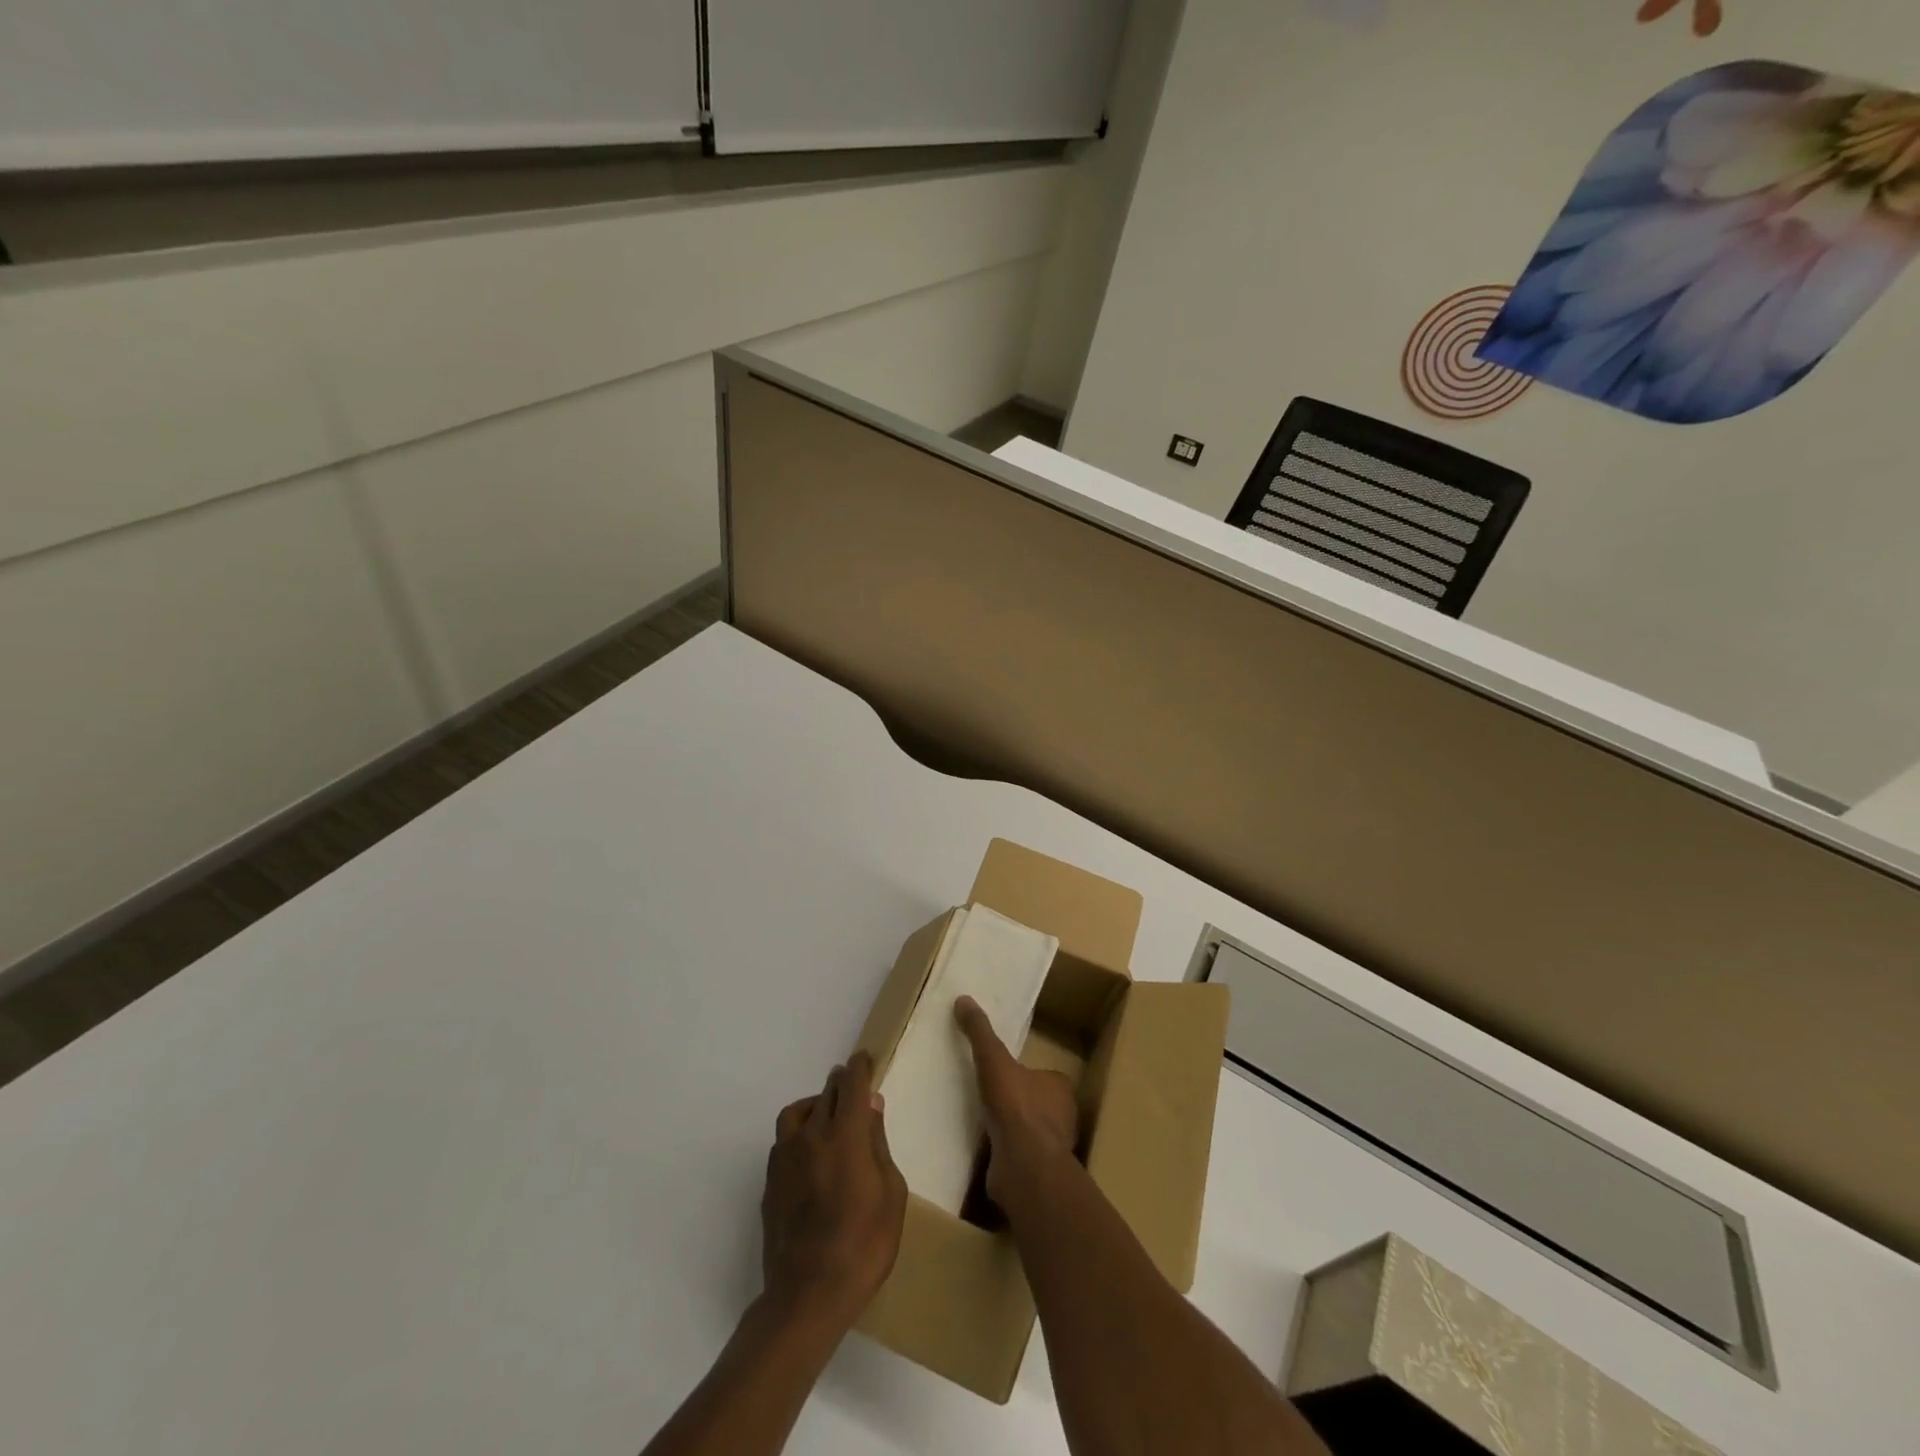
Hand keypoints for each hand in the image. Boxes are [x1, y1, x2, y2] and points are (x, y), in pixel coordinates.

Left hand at [761, 1052, 906, 1334]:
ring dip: (815, 1105)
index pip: (851, 1084)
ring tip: (829, 1119)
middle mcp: (811, 1135)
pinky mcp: (770, 1182)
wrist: (807, 1295)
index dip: (859, 1067)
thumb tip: (871, 1106)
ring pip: (798, 1112)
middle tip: (853, 1090)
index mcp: (845, 1134)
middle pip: (825, 1092)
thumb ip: (879, 1144)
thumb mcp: (891, 1194)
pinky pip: (785, 1140)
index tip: (865, 1059)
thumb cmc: (863, 1245)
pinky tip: (811, 1155)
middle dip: (841, 1084)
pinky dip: (800, 1133)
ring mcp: (785, 1158)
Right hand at [954, 996, 1079, 1203]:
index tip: (1004, 1074)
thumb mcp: (993, 1059)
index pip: (1045, 1076)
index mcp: (1060, 1087)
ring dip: (1012, 1130)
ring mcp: (1052, 1148)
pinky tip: (987, 1151)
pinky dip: (1006, 1154)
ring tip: (984, 1124)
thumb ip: (980, 1032)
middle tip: (990, 1098)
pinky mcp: (1038, 1174)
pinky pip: (1020, 1157)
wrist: (1024, 1166)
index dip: (1026, 1074)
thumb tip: (963, 999)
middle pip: (1039, 1104)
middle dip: (1019, 1102)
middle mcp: (1063, 1117)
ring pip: (1031, 1132)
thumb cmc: (1015, 1106)